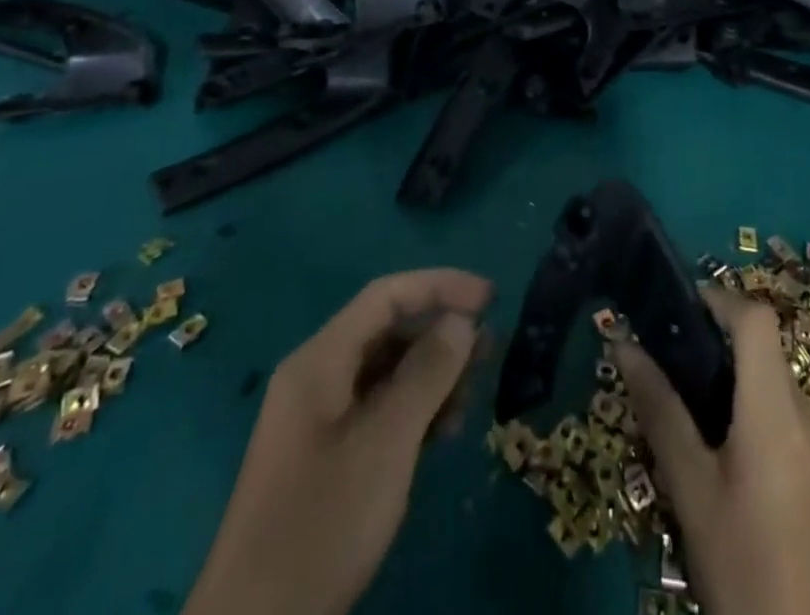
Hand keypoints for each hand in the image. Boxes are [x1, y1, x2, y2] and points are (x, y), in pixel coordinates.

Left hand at [183, 269, 492, 614]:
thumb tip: (461, 319)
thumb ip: (427, 372)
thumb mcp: (386, 442)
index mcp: (321, 360)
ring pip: (387, 371)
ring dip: (432, 376)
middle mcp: (318, 376)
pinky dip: (414, 410)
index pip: (387, 296)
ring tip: (471, 397)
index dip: (441, 286)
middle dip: (441, 333)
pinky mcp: (326, 455)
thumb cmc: (323, 522)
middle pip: (388, 330)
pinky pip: (379, 408)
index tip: (491, 298)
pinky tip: (443, 432)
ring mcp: (319, 418)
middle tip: (490, 352)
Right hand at [615, 286, 809, 614]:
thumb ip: (660, 410)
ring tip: (717, 445)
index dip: (721, 300)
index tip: (684, 309)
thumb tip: (624, 344)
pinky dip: (777, 427)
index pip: (757, 321)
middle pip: (769, 359)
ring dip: (752, 398)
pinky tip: (758, 479)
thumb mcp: (690, 492)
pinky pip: (807, 426)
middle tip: (685, 389)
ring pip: (785, 394)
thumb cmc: (739, 573)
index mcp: (780, 418)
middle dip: (728, 361)